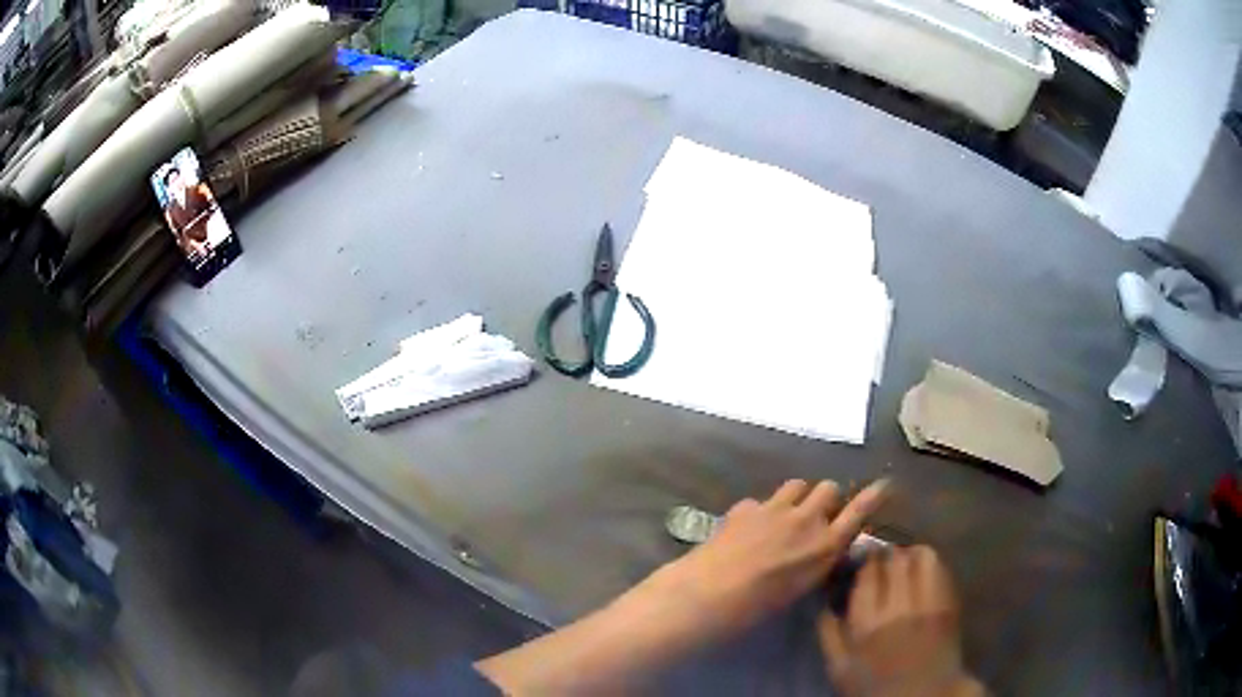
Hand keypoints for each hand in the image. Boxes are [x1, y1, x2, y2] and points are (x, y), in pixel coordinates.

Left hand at [645, 479, 888, 638]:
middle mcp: (806, 520)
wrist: (712, 593)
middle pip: (828, 488)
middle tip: (815, 515)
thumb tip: (817, 552)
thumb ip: (815, 563)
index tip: (883, 485)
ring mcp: (775, 509)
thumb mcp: (800, 589)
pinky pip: (761, 500)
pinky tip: (746, 529)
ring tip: (785, 514)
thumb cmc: (759, 607)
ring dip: (797, 497)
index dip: (873, 497)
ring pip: (798, 484)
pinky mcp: (747, 506)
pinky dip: (759, 511)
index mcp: (826, 546)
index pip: (859, 513)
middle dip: (825, 499)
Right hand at [817, 546, 981, 696]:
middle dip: (889, 555)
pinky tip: (925, 573)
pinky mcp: (948, 604)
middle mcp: (897, 607)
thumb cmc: (875, 685)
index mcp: (866, 623)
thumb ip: (829, 636)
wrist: (920, 695)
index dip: (867, 561)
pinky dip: (931, 564)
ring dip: (912, 555)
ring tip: (907, 562)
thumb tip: (826, 604)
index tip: (865, 561)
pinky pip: (941, 570)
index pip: (868, 574)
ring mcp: (927, 604)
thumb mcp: (839, 669)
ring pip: (921, 558)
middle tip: (885, 559)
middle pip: (895, 560)